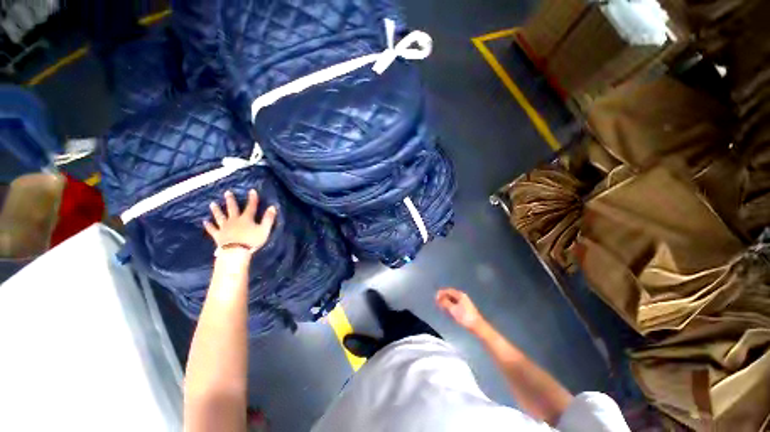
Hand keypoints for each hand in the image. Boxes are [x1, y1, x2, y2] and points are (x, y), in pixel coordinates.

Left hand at [203, 189, 276, 254]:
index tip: (252, 190)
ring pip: (220, 217)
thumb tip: (273, 207)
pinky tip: (204, 221)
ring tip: (212, 203)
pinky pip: (212, 229)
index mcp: (246, 219)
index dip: (252, 199)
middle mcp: (234, 220)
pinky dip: (208, 225)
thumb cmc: (251, 241)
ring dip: (216, 210)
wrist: (235, 252)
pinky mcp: (218, 236)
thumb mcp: (264, 230)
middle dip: (230, 200)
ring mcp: (224, 228)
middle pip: (232, 209)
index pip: (251, 207)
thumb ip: (268, 219)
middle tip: (227, 192)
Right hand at [436, 288, 486, 334]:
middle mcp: (462, 296)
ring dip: (446, 301)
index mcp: (460, 295)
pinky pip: (455, 303)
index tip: (435, 297)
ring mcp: (464, 302)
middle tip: (436, 301)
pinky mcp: (465, 308)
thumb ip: (445, 302)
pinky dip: (450, 304)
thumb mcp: (453, 309)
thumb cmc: (464, 316)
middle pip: (451, 294)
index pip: (449, 290)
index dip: (441, 293)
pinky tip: (447, 309)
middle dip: (443, 297)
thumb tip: (439, 297)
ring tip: (440, 305)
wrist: (477, 326)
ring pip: (453, 299)